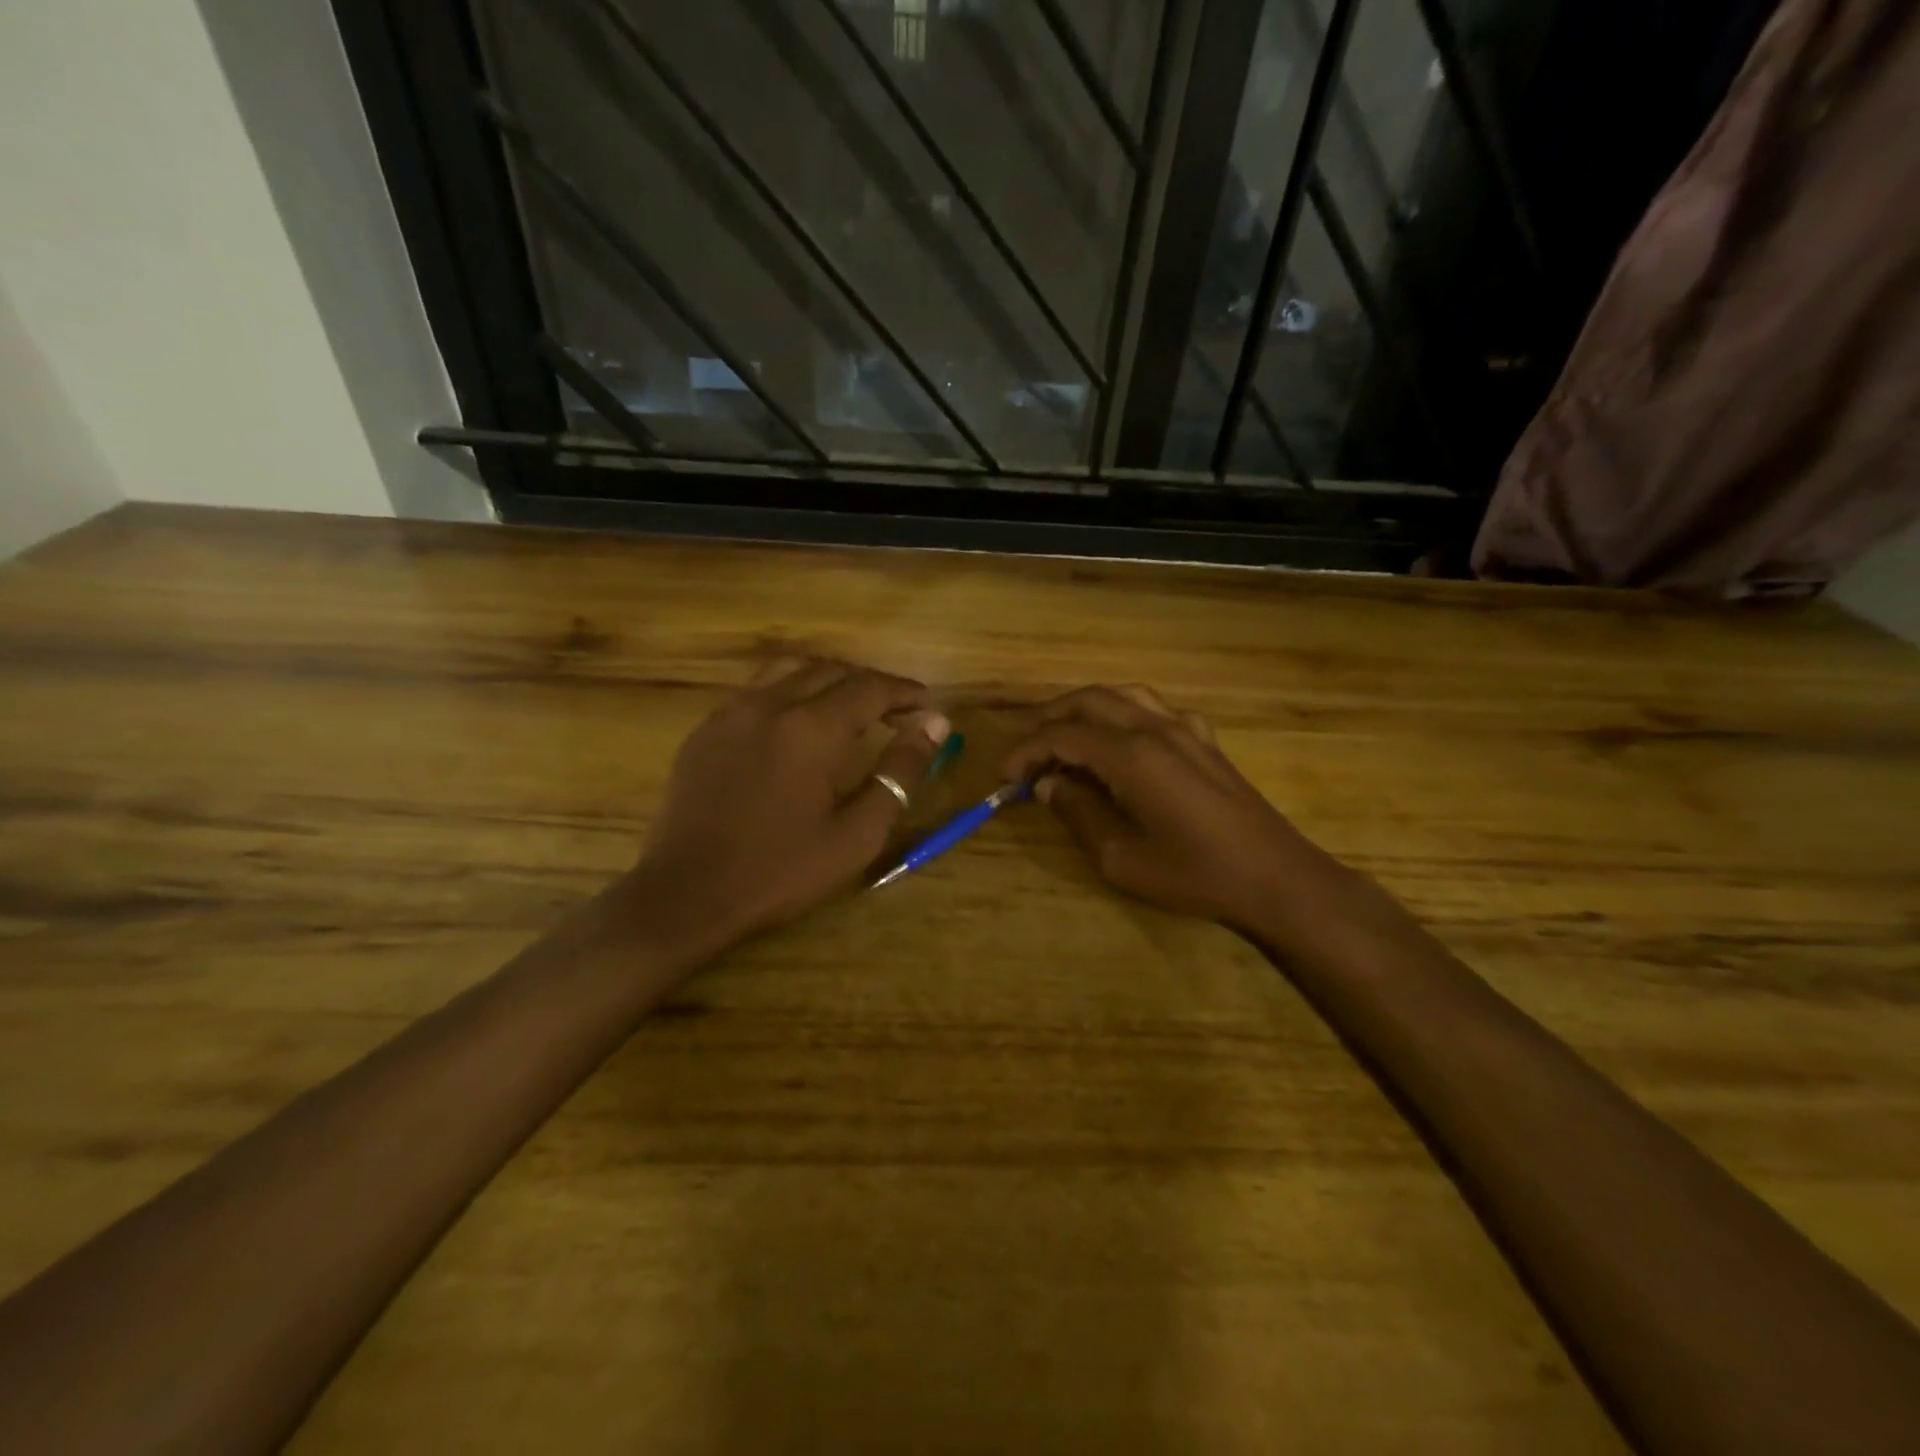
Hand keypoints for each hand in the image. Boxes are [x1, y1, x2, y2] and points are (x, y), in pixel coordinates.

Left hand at [627, 659, 948, 950]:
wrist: (687, 895)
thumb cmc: (781, 870)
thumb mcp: (857, 833)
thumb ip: (899, 773)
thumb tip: (935, 725)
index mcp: (811, 729)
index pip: (870, 688)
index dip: (905, 692)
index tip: (928, 705)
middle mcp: (770, 704)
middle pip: (831, 670)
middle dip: (871, 685)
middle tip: (897, 712)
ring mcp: (731, 712)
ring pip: (790, 670)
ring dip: (829, 679)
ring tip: (851, 707)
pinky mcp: (706, 728)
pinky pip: (757, 690)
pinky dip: (791, 691)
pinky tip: (798, 724)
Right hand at [1004, 685, 1316, 928]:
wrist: (1273, 877)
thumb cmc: (1192, 874)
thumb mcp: (1120, 857)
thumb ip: (1079, 813)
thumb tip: (1050, 785)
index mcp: (1131, 755)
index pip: (1062, 736)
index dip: (1026, 751)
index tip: (1005, 776)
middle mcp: (1155, 728)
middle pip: (1089, 701)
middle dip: (1049, 719)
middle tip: (1025, 750)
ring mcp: (1185, 729)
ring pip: (1123, 695)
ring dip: (1085, 708)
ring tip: (1064, 735)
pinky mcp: (1205, 740)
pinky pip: (1156, 709)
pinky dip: (1126, 714)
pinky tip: (1123, 740)